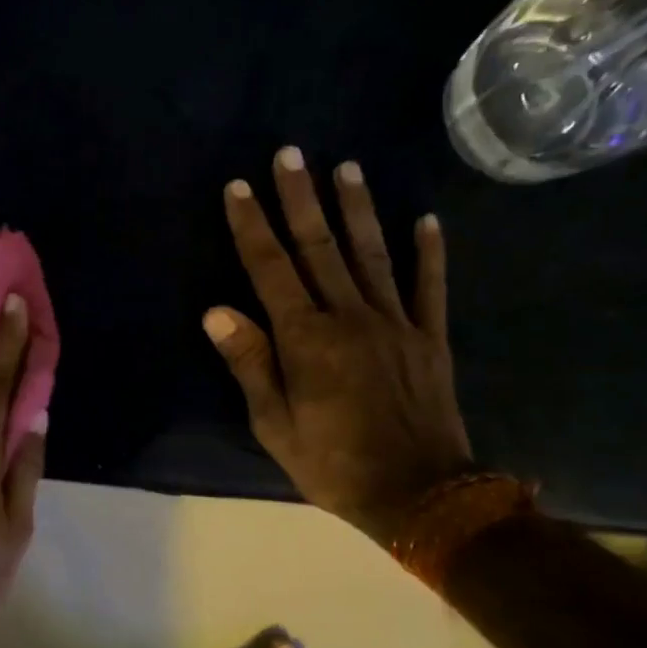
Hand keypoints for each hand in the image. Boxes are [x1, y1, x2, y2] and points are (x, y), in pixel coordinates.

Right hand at [205, 147, 472, 544]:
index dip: (252, 226)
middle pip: (319, 248)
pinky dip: (428, 252)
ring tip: (346, 168)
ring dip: (356, 209)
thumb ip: (250, 363)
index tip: (239, 188)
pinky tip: (426, 219)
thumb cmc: (332, 463)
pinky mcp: (429, 337)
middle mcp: (350, 318)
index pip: (271, 269)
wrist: (419, 493)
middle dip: (300, 198)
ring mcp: (395, 323)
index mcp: (306, 339)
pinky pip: (428, 286)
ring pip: (371, 254)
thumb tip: (216, 310)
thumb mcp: (274, 424)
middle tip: (290, 154)